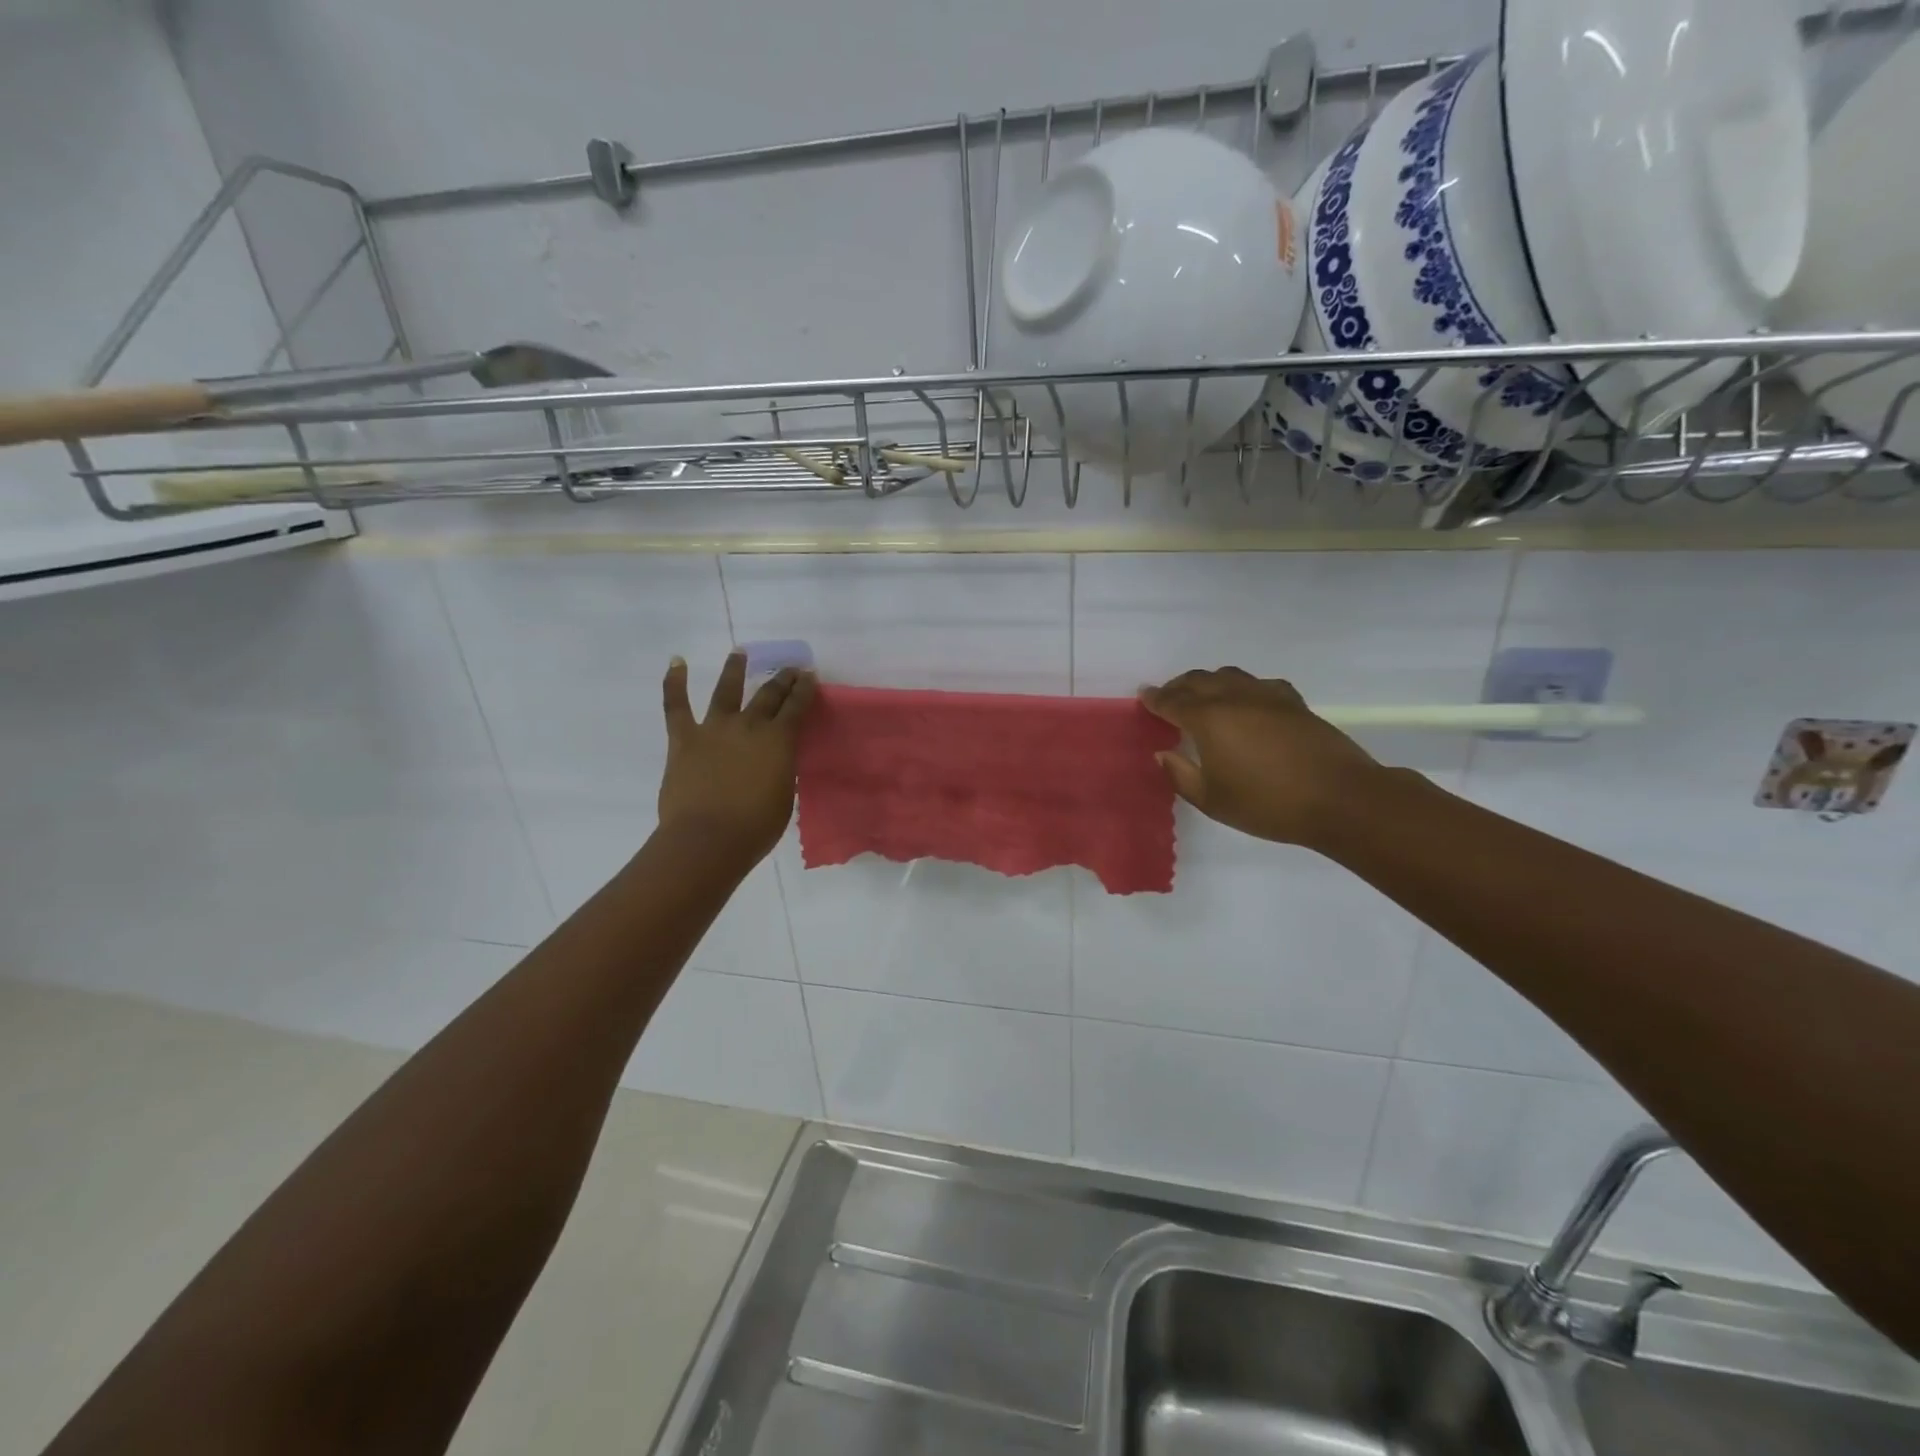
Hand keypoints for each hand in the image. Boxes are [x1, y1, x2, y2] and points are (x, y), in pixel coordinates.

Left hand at [659, 652, 816, 867]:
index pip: (796, 707)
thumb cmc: (756, 827)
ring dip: (735, 669)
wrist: (708, 839)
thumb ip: (781, 770)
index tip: (809, 675)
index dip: (805, 689)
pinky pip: (676, 706)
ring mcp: (714, 729)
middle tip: (789, 668)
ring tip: (739, 653)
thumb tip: (776, 760)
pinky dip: (674, 682)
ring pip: (726, 690)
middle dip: (782, 679)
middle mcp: (749, 726)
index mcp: (779, 740)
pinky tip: (676, 662)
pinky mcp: (684, 739)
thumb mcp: (784, 796)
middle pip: (768, 694)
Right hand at [1140, 667, 1378, 845]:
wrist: (1339, 798)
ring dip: (1208, 682)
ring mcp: (1267, 696)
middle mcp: (1234, 698)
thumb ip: (1181, 776)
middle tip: (1167, 697)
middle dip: (1178, 686)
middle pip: (1198, 681)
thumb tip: (1164, 754)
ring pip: (1229, 676)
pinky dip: (1242, 687)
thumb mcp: (1213, 800)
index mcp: (1209, 720)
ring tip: (1202, 695)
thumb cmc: (1268, 804)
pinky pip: (1258, 684)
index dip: (1155, 699)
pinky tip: (1246, 701)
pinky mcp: (1293, 702)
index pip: (1173, 702)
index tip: (1143, 696)